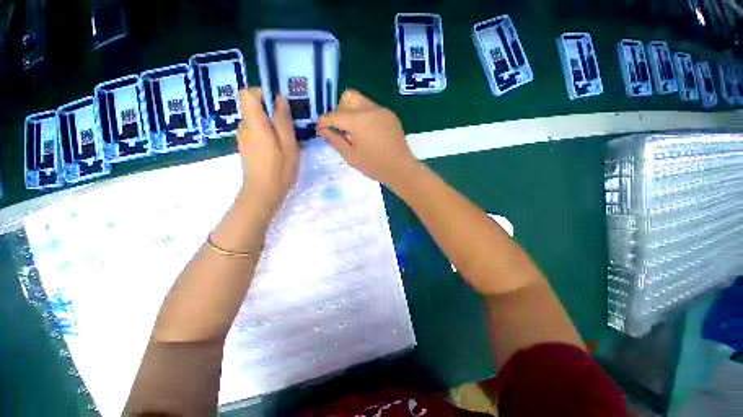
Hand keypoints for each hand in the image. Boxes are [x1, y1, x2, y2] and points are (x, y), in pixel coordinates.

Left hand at [236, 88, 298, 215]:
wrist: (262, 193)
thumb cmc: (279, 169)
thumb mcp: (288, 144)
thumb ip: (283, 120)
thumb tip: (280, 98)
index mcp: (255, 124)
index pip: (248, 94)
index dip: (263, 93)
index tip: (279, 105)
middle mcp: (244, 127)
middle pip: (252, 107)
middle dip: (270, 111)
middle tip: (288, 126)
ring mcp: (243, 138)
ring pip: (254, 120)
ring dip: (269, 124)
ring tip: (284, 139)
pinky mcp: (245, 147)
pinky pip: (254, 131)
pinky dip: (265, 133)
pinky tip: (276, 148)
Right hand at [316, 89, 419, 186]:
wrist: (401, 169)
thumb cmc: (375, 166)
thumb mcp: (351, 157)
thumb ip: (335, 140)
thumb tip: (322, 129)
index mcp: (358, 121)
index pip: (334, 115)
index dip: (324, 121)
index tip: (320, 128)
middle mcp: (370, 110)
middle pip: (348, 97)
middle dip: (339, 110)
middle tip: (339, 128)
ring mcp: (382, 111)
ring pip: (360, 101)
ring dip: (352, 112)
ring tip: (353, 132)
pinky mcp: (390, 115)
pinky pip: (372, 109)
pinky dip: (364, 116)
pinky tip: (367, 133)